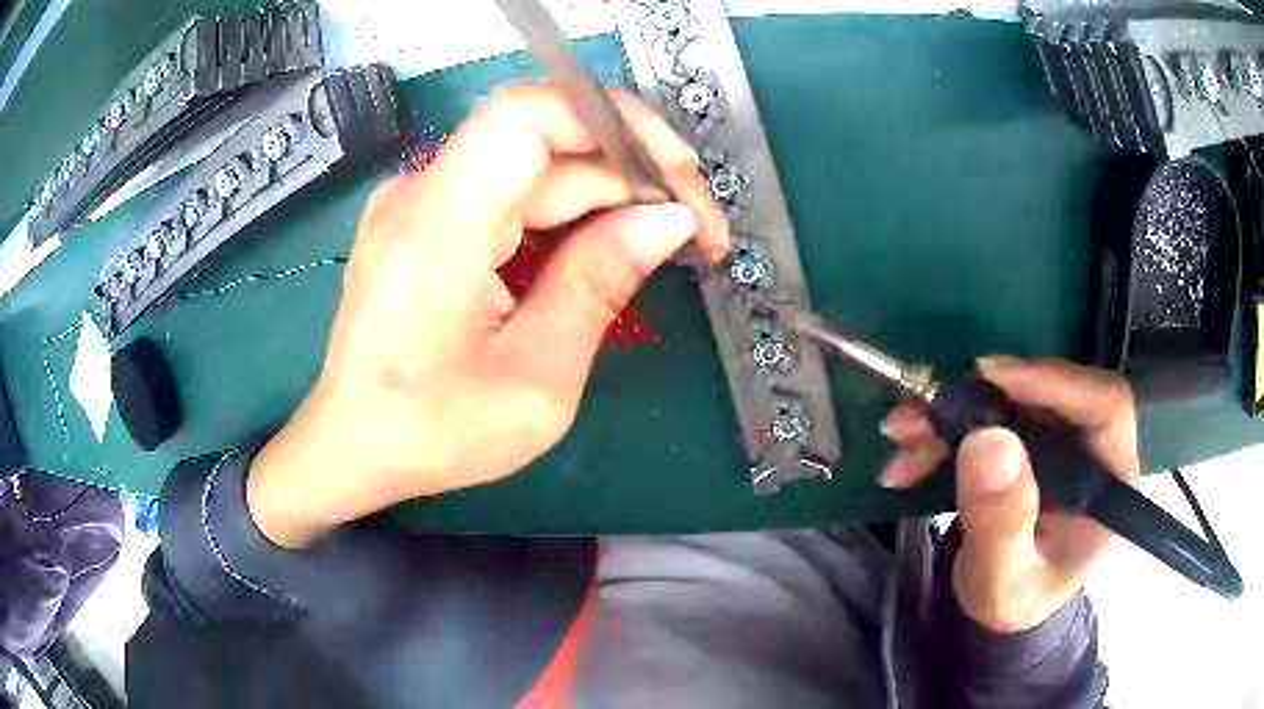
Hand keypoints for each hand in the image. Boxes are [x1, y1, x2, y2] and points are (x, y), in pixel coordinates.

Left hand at [246, 85, 727, 547]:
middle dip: (631, 173)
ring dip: (605, 195)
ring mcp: (418, 202)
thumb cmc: (431, 433)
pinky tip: (605, 245)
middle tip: (697, 228)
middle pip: (543, 142)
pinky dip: (564, 212)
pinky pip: (507, 194)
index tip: (677, 171)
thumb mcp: (535, 381)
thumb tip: (667, 220)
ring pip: (532, 167)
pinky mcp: (424, 220)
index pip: (528, 114)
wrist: (350, 447)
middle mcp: (421, 193)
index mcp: (438, 225)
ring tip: (665, 240)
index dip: (612, 121)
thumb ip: (598, 285)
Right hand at [879, 357, 1139, 632]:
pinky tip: (910, 450)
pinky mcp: (1029, 440)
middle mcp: (1090, 448)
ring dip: (953, 411)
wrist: (998, 607)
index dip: (1055, 381)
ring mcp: (1059, 440)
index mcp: (1108, 481)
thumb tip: (989, 442)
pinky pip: (991, 415)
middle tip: (926, 409)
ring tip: (903, 432)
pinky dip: (947, 427)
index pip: (1104, 405)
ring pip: (1014, 398)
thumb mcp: (1002, 581)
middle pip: (1051, 392)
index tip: (993, 380)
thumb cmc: (1011, 601)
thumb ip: (1001, 524)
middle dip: (983, 397)